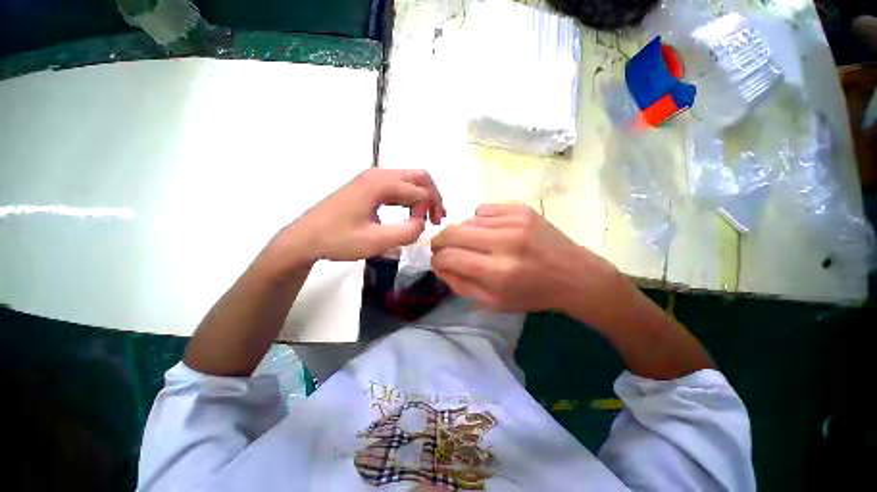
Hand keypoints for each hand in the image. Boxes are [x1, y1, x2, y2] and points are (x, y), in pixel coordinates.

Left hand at [270, 169, 443, 266]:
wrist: (304, 238)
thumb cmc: (336, 240)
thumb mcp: (374, 242)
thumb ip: (405, 233)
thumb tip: (422, 224)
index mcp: (380, 183)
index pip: (419, 191)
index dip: (428, 209)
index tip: (424, 228)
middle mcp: (378, 175)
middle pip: (419, 177)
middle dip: (433, 197)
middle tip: (437, 218)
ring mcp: (372, 179)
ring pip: (410, 181)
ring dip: (424, 197)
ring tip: (429, 217)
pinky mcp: (368, 187)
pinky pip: (399, 187)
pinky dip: (411, 199)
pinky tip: (412, 213)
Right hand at [431, 204, 621, 315]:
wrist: (574, 275)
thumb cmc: (532, 294)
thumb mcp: (493, 302)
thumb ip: (460, 284)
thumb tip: (439, 264)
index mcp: (497, 272)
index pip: (449, 257)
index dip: (437, 259)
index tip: (437, 260)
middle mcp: (504, 242)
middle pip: (453, 232)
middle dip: (440, 240)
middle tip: (443, 248)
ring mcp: (514, 221)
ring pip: (467, 219)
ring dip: (462, 233)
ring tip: (474, 243)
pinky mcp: (521, 209)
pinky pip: (483, 209)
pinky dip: (479, 221)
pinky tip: (490, 232)